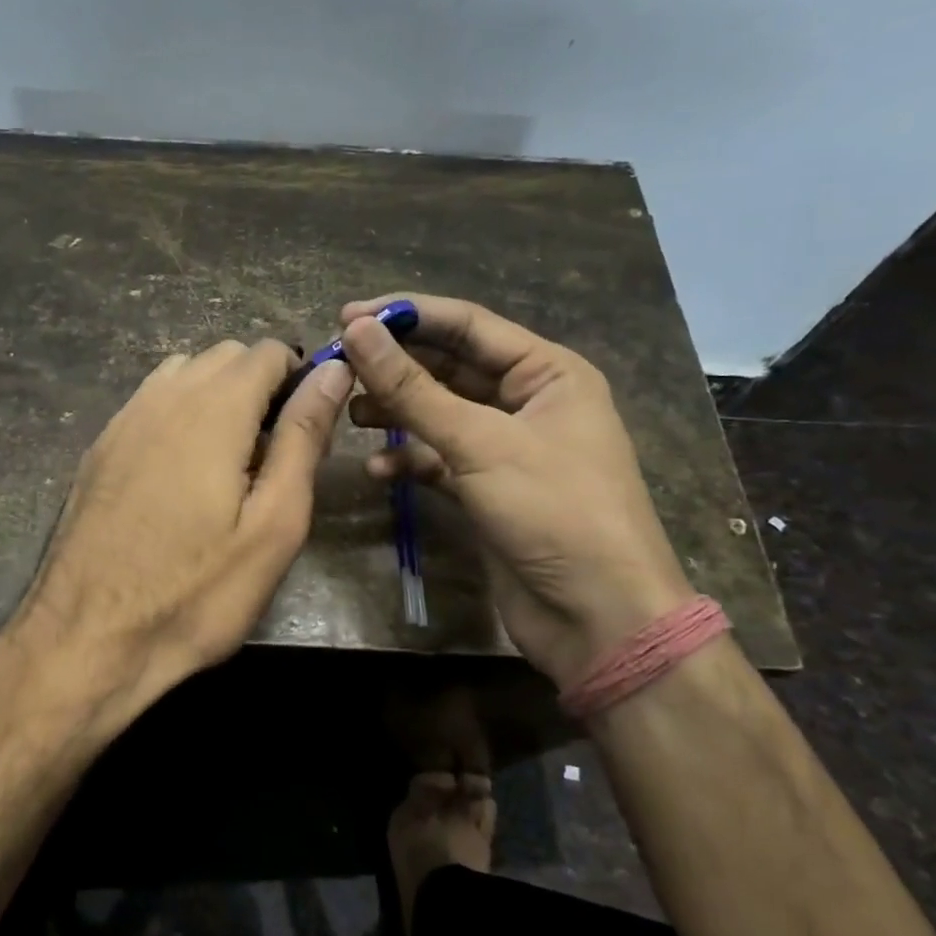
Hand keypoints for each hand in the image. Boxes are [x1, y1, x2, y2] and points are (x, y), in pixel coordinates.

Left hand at [0, 339, 352, 733]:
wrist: (87, 638)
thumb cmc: (196, 591)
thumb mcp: (273, 523)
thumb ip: (303, 437)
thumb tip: (333, 370)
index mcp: (213, 408)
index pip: (267, 351)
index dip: (299, 377)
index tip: (308, 428)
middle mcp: (164, 396)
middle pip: (225, 357)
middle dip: (260, 386)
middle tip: (273, 454)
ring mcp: (123, 419)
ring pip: (184, 374)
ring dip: (217, 397)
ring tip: (229, 462)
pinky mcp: (100, 447)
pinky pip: (151, 402)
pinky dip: (180, 414)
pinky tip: (181, 473)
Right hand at [340, 294, 691, 685]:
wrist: (599, 620)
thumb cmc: (554, 512)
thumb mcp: (479, 443)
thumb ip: (412, 388)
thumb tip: (356, 332)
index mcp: (548, 372)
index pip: (467, 325)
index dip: (406, 316)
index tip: (346, 317)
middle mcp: (529, 401)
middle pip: (450, 367)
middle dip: (395, 367)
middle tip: (337, 365)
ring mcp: (508, 447)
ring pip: (440, 413)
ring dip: (396, 412)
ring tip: (349, 414)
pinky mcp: (489, 488)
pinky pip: (440, 458)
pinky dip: (410, 460)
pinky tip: (377, 471)